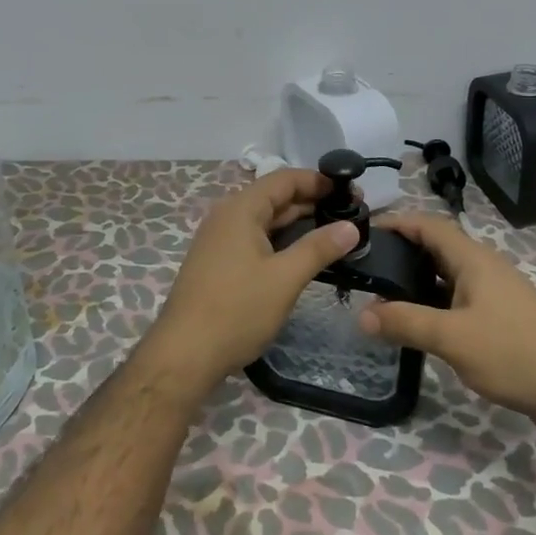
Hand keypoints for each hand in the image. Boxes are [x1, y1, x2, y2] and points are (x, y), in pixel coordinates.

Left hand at [142, 170, 361, 395]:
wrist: (184, 355)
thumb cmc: (237, 311)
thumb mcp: (284, 278)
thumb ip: (318, 248)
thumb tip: (351, 226)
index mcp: (240, 210)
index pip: (283, 179)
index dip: (318, 180)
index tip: (351, 191)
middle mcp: (227, 217)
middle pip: (274, 197)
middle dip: (312, 202)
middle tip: (351, 214)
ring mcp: (219, 241)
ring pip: (265, 220)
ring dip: (298, 223)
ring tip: (335, 233)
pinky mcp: (218, 263)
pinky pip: (255, 239)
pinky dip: (281, 240)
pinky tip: (302, 255)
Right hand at [358, 214, 535, 428]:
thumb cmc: (513, 352)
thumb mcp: (452, 338)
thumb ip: (406, 323)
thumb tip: (362, 314)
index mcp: (474, 260)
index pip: (429, 224)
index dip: (397, 222)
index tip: (364, 231)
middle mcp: (484, 268)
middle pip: (437, 247)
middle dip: (401, 252)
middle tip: (366, 266)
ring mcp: (494, 294)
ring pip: (447, 276)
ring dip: (416, 281)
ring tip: (383, 295)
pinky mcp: (501, 319)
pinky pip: (458, 299)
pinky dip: (433, 303)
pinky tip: (418, 324)